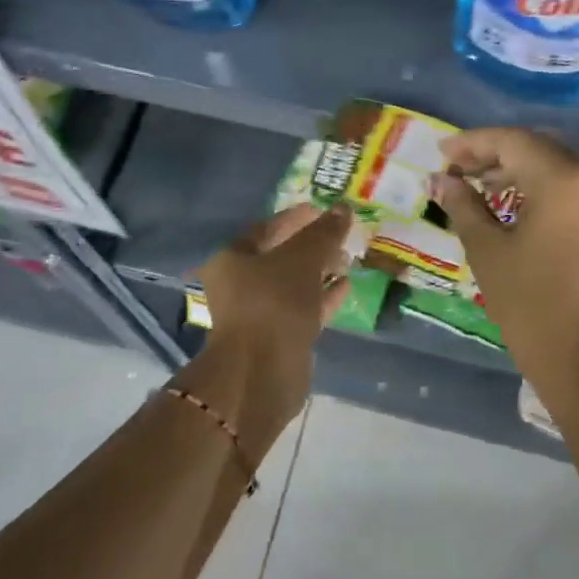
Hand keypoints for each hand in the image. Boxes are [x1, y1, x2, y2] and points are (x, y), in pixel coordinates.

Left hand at [193, 203, 353, 425]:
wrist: (264, 370)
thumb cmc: (275, 302)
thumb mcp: (303, 259)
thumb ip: (323, 233)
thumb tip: (343, 209)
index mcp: (232, 259)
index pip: (266, 228)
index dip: (296, 217)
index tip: (323, 211)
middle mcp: (239, 285)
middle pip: (279, 257)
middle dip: (311, 246)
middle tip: (341, 237)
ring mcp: (258, 314)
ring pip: (293, 285)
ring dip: (320, 272)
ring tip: (347, 260)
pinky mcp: (278, 338)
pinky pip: (302, 309)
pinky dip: (323, 297)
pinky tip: (346, 286)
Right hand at [431, 128, 578, 381]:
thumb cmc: (532, 307)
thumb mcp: (488, 253)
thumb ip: (464, 207)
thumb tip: (441, 181)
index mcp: (564, 180)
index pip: (513, 142)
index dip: (472, 143)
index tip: (441, 152)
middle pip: (540, 150)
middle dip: (496, 155)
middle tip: (456, 170)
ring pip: (559, 172)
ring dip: (519, 174)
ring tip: (479, 190)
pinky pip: (574, 195)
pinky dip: (542, 193)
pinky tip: (515, 211)